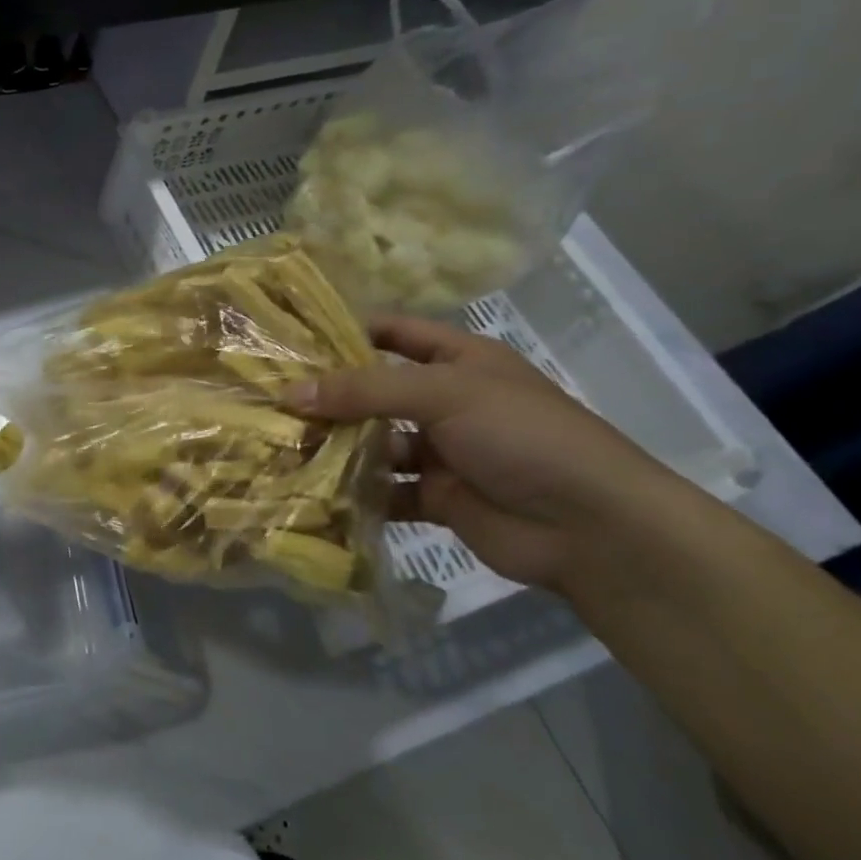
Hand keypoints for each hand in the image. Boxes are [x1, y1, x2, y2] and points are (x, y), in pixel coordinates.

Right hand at [288, 316, 681, 592]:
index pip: (395, 333)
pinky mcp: (436, 497)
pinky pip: (384, 490)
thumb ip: (365, 390)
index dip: (347, 332)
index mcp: (459, 360)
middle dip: (329, 397)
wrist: (591, 528)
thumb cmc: (522, 435)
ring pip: (374, 443)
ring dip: (336, 448)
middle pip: (375, 391)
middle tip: (269, 400)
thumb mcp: (444, 393)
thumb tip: (290, 393)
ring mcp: (441, 451)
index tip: (291, 340)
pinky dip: (354, 493)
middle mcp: (446, 401)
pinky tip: (313, 492)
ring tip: (280, 448)